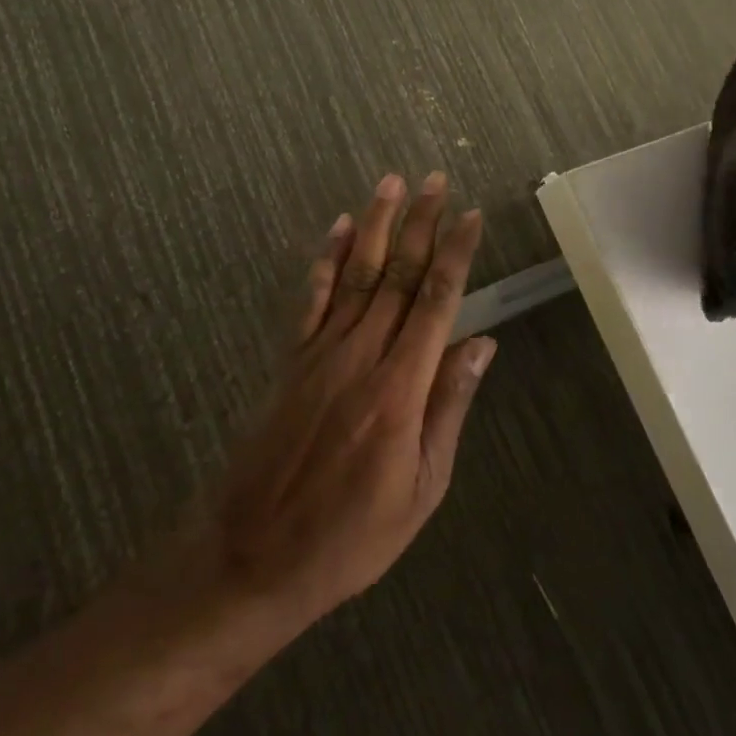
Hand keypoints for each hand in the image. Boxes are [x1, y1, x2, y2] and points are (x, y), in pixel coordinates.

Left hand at [197, 172, 493, 633]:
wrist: (254, 556)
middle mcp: (360, 356)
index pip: (435, 303)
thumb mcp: (422, 489)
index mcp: (400, 389)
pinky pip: (311, 298)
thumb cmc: (351, 536)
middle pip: (397, 275)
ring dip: (377, 225)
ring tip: (393, 183)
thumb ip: (449, 408)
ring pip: (355, 273)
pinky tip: (339, 227)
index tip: (472, 216)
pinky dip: (326, 258)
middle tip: (437, 180)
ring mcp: (320, 353)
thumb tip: (481, 344)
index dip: (456, 254)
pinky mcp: (291, 360)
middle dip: (421, 224)